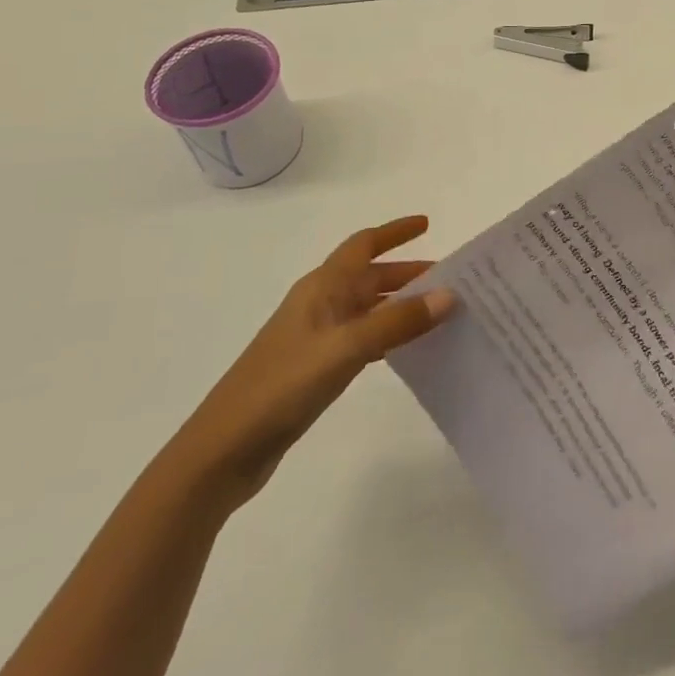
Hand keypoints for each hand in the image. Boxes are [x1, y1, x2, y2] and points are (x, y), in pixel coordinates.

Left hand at [166, 215, 456, 510]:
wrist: (223, 451)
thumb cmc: (281, 386)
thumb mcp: (344, 349)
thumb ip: (397, 322)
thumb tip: (449, 294)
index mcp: (322, 288)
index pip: (363, 244)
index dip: (395, 232)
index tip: (428, 224)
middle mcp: (320, 304)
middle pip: (370, 276)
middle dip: (409, 273)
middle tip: (451, 280)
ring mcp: (316, 338)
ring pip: (369, 308)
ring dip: (402, 305)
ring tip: (441, 312)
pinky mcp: (315, 369)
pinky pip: (363, 338)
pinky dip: (388, 335)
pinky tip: (409, 349)